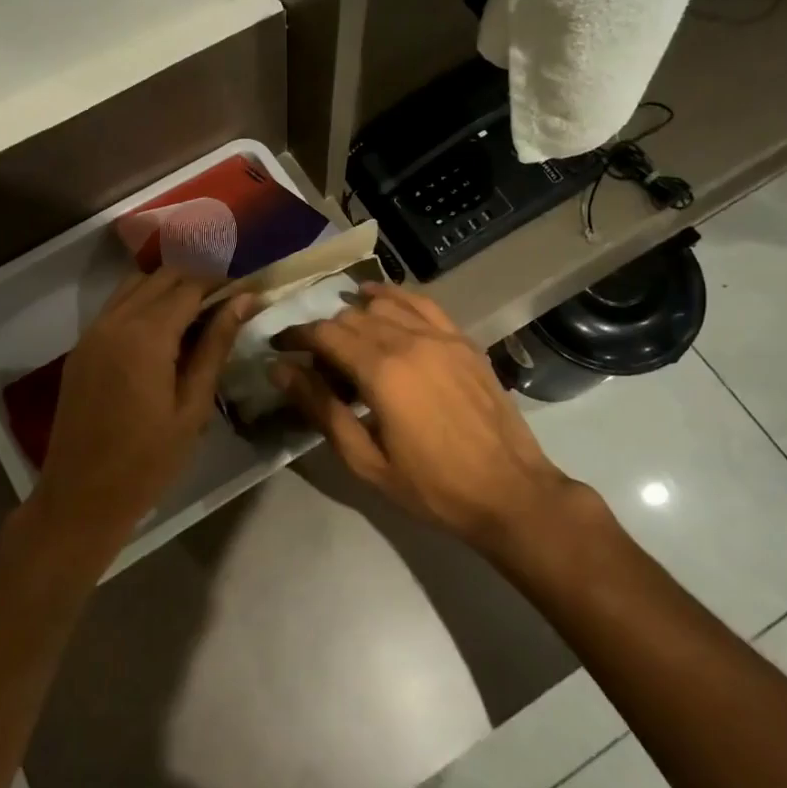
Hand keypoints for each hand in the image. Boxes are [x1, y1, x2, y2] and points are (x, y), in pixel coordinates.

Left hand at [27, 268, 255, 557]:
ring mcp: (92, 332)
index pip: (190, 285)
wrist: (81, 496)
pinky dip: (143, 301)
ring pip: (134, 285)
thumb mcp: (193, 406)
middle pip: (161, 276)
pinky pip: (115, 306)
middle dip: (197, 277)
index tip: (248, 286)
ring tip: (200, 308)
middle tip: (228, 297)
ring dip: (167, 285)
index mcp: (147, 336)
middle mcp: (115, 321)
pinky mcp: (81, 348)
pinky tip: (164, 326)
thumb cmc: (149, 460)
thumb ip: (216, 346)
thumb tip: (244, 301)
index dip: (221, 281)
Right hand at [273, 283, 588, 549]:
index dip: (296, 336)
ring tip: (344, 334)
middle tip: (312, 359)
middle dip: (324, 331)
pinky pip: (423, 303)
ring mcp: (442, 336)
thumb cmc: (431, 486)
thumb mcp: (365, 459)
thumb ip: (321, 408)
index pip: (325, 334)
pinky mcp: (463, 341)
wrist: (508, 491)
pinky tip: (380, 300)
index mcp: (382, 371)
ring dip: (355, 313)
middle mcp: (409, 340)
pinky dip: (395, 297)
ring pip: (385, 305)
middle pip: (352, 317)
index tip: (279, 346)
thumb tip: (281, 370)